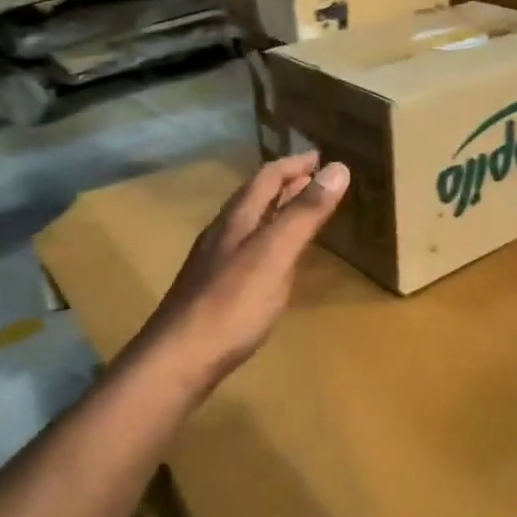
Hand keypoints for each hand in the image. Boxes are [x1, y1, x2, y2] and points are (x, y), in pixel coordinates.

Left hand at [132, 152, 348, 389]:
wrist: (178, 359)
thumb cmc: (232, 303)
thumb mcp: (276, 253)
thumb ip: (305, 213)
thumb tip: (337, 168)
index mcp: (237, 219)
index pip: (267, 178)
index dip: (295, 164)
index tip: (321, 157)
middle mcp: (222, 234)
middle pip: (255, 198)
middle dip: (286, 184)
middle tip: (315, 179)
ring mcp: (214, 263)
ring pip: (249, 224)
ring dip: (276, 211)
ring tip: (300, 212)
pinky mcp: (213, 290)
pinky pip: (246, 251)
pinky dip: (268, 241)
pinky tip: (275, 261)